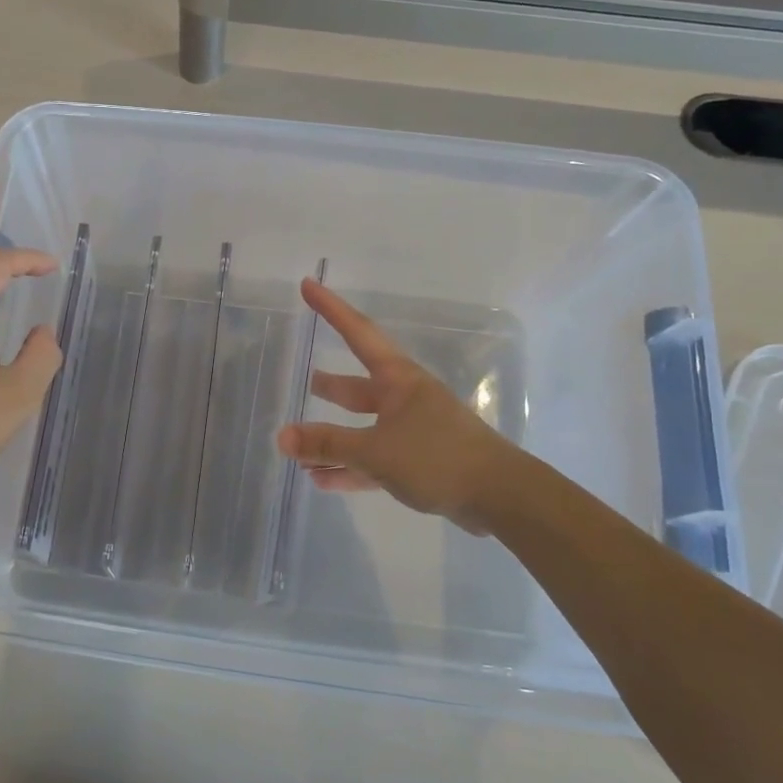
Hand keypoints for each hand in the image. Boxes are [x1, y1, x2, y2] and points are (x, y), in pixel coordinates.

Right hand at [274, 278, 518, 532]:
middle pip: (358, 387)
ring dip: (333, 438)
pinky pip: (373, 461)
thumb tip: (282, 437)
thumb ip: (327, 444)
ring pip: (363, 429)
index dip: (331, 309)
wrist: (500, 497)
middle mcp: (404, 399)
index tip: (308, 285)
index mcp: (397, 380)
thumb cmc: (437, 457)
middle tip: (307, 379)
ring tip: (301, 443)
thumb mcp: (374, 450)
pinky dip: (348, 468)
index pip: (357, 334)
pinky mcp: (417, 464)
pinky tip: (320, 480)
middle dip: (333, 386)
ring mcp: (412, 432)